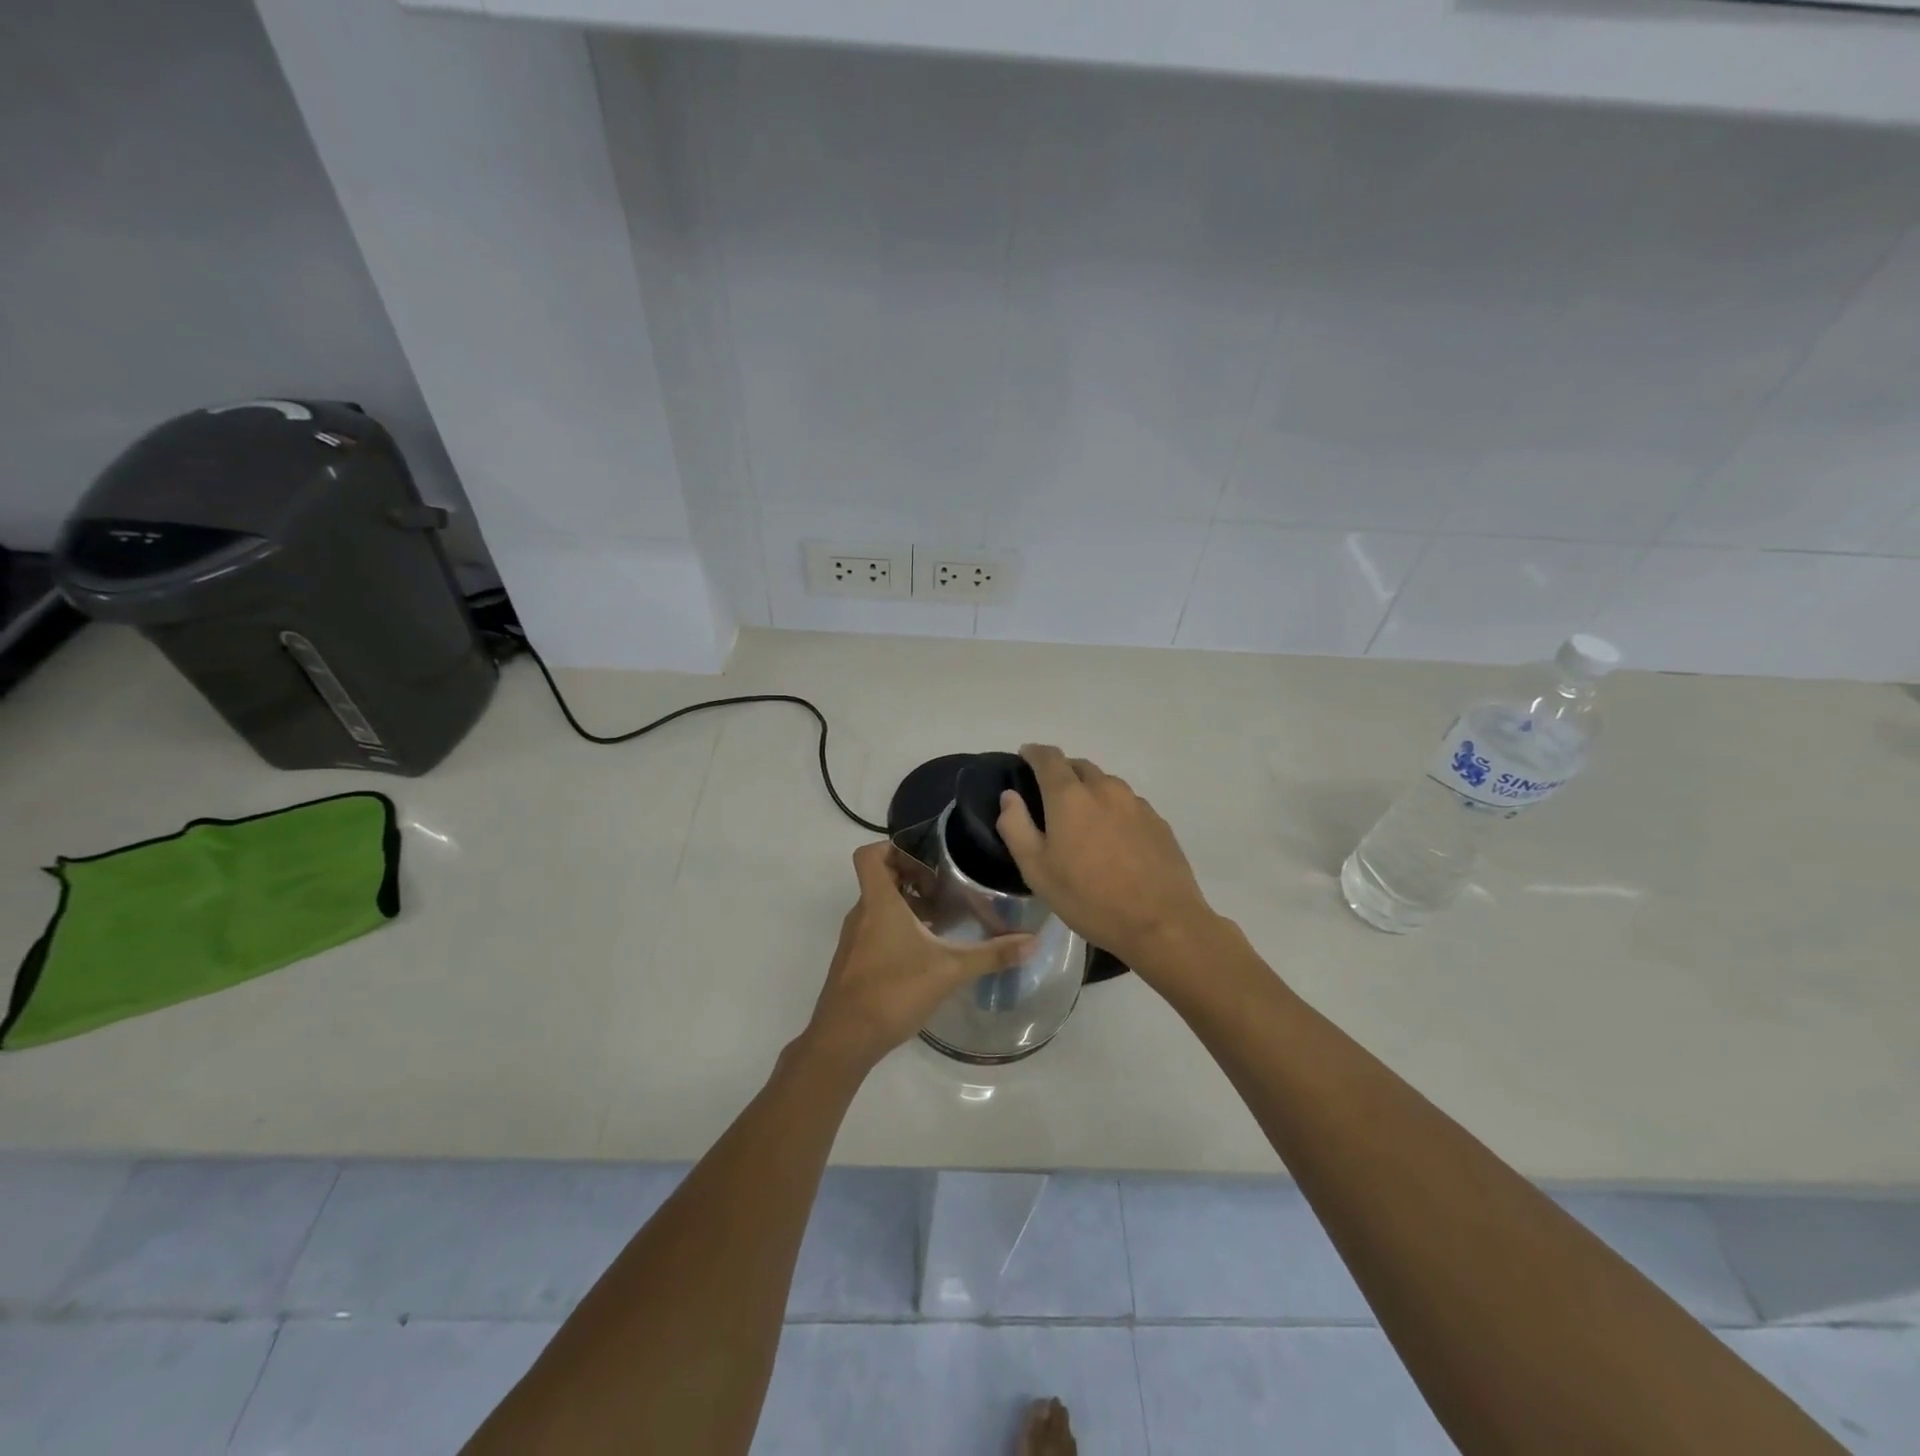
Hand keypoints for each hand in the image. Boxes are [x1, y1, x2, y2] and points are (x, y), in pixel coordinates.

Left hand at [804, 842, 1034, 1073]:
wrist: (844, 1039)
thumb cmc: (894, 991)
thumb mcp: (950, 970)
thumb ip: (992, 955)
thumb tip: (1034, 941)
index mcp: (879, 903)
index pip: (869, 855)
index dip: (892, 848)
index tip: (925, 859)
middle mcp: (861, 914)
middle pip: (879, 879)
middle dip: (911, 879)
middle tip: (944, 890)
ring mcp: (854, 939)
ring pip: (878, 907)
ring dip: (906, 906)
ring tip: (941, 922)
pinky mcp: (852, 962)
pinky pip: (874, 930)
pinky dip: (896, 930)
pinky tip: (923, 954)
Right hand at [995, 744, 1216, 979]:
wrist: (1161, 923)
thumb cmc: (1089, 898)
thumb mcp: (1036, 870)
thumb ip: (1016, 827)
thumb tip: (1010, 796)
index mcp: (1069, 796)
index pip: (1048, 757)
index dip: (1034, 753)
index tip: (1025, 757)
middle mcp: (1104, 788)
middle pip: (1078, 766)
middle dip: (1061, 772)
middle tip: (1050, 796)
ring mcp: (1136, 803)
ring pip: (1106, 784)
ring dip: (1089, 791)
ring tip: (1083, 821)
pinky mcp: (1158, 821)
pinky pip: (1128, 804)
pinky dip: (1113, 810)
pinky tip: (1113, 840)